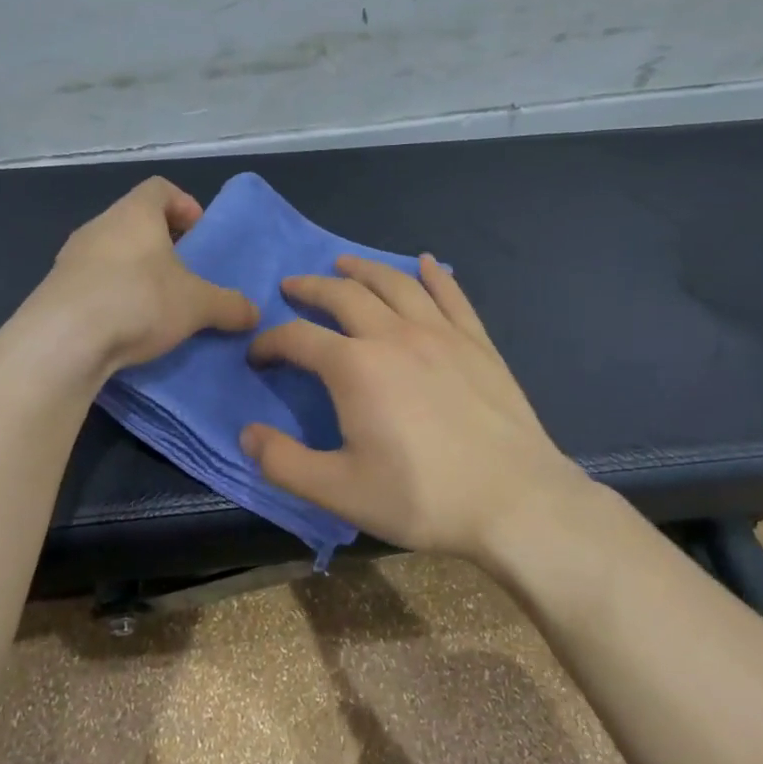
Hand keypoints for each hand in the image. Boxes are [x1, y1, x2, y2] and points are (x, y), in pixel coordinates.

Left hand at [39, 177, 259, 371]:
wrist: (62, 341)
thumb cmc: (138, 301)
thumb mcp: (197, 305)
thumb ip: (228, 305)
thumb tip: (255, 312)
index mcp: (134, 213)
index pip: (160, 188)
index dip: (184, 205)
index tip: (199, 234)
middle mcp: (99, 226)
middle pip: (134, 221)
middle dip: (161, 244)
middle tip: (183, 273)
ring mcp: (71, 257)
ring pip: (111, 252)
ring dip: (134, 271)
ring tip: (155, 303)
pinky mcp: (54, 290)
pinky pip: (91, 282)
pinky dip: (111, 295)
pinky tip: (124, 325)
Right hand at [241, 255, 589, 557]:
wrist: (515, 500)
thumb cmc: (422, 497)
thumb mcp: (339, 492)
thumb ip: (284, 462)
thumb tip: (247, 434)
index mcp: (354, 367)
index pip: (297, 338)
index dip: (270, 342)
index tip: (258, 355)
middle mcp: (393, 335)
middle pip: (344, 294)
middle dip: (311, 287)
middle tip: (293, 286)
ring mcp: (441, 333)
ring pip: (395, 284)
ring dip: (364, 269)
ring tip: (344, 263)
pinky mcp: (477, 342)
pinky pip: (451, 295)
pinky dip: (434, 274)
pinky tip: (426, 263)